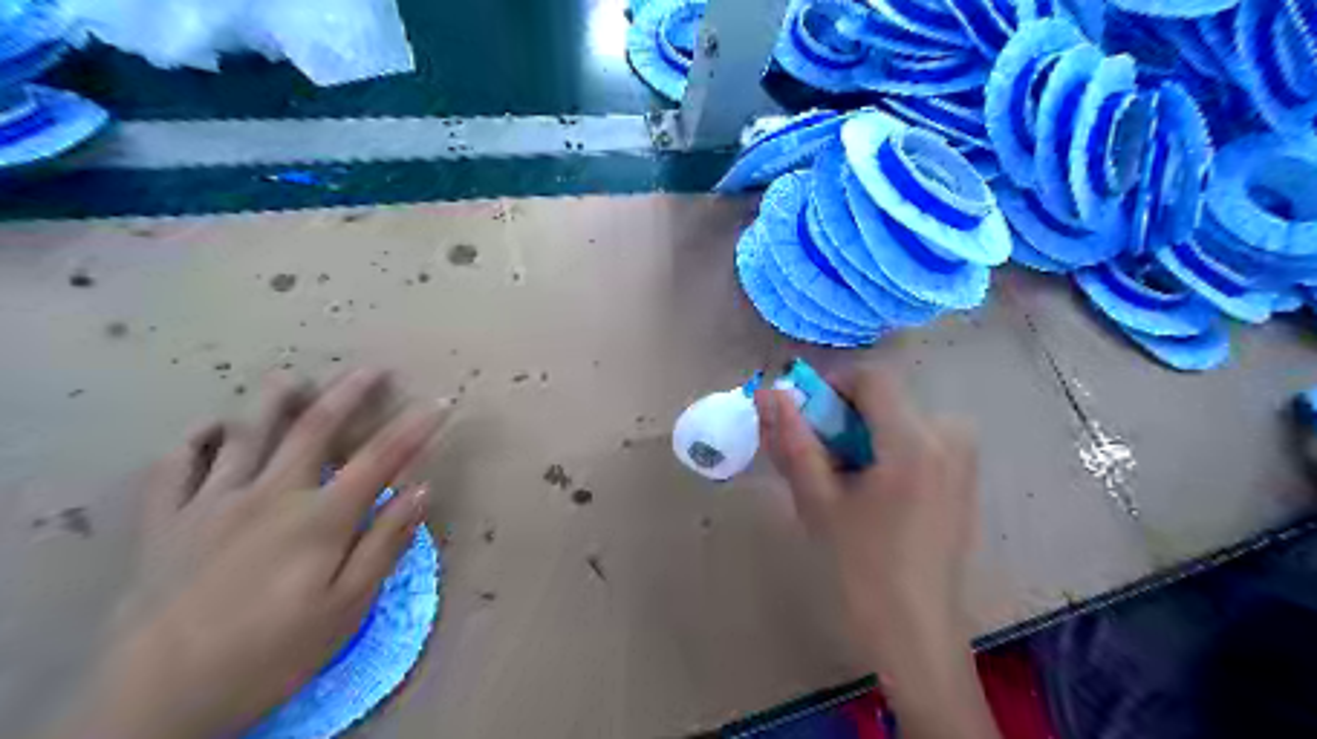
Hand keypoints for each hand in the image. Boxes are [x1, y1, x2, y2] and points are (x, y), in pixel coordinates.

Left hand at [57, 369, 448, 738]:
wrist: (157, 701)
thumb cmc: (270, 655)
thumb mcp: (346, 609)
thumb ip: (385, 543)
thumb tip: (422, 489)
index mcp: (319, 518)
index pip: (380, 457)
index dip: (415, 427)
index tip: (439, 402)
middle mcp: (269, 494)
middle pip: (315, 428)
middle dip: (349, 393)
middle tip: (371, 369)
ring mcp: (211, 502)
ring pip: (245, 433)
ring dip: (273, 400)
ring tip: (291, 377)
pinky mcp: (165, 522)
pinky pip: (176, 465)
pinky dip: (195, 440)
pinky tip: (209, 429)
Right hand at [749, 367, 999, 738]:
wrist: (915, 634)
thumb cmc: (860, 569)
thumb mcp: (817, 500)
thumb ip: (792, 440)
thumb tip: (767, 393)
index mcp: (915, 441)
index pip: (872, 377)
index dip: (832, 386)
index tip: (807, 419)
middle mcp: (950, 438)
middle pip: (887, 398)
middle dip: (846, 417)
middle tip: (819, 458)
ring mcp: (964, 459)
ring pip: (900, 419)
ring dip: (864, 435)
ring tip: (843, 480)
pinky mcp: (966, 479)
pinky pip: (920, 440)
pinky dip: (887, 450)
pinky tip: (872, 493)